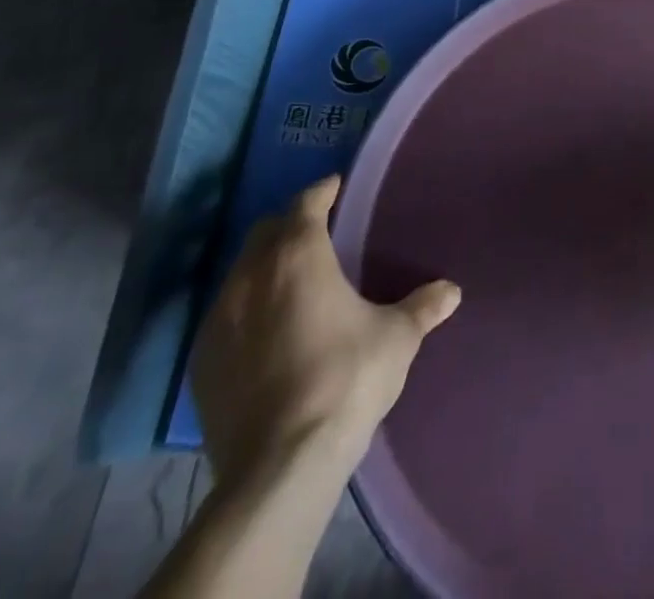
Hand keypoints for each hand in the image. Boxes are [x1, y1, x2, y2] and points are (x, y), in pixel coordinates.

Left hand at [190, 175, 460, 491]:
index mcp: (298, 256)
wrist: (280, 466)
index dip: (323, 191)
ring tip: (293, 283)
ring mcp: (218, 321)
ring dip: (264, 267)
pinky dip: (246, 310)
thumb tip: (452, 290)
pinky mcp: (201, 364)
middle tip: (318, 233)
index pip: (306, 203)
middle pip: (266, 232)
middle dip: (290, 225)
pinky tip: (267, 332)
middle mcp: (251, 276)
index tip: (337, 187)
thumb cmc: (346, 379)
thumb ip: (423, 307)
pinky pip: (224, 317)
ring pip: (240, 273)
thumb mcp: (397, 338)